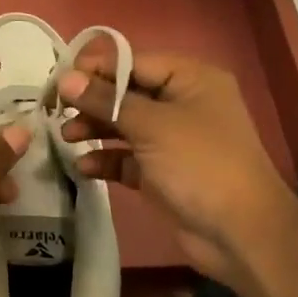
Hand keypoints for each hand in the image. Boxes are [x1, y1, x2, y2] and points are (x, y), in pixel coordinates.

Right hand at [57, 45, 293, 288]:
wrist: (242, 234)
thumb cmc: (200, 164)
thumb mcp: (151, 126)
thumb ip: (106, 100)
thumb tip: (65, 78)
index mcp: (190, 78)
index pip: (133, 62)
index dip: (95, 69)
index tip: (58, 80)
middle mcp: (181, 103)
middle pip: (126, 93)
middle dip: (91, 101)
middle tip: (55, 110)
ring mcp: (172, 139)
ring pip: (124, 125)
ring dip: (94, 130)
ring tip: (66, 138)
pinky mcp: (162, 172)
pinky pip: (127, 157)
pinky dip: (106, 159)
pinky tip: (84, 167)